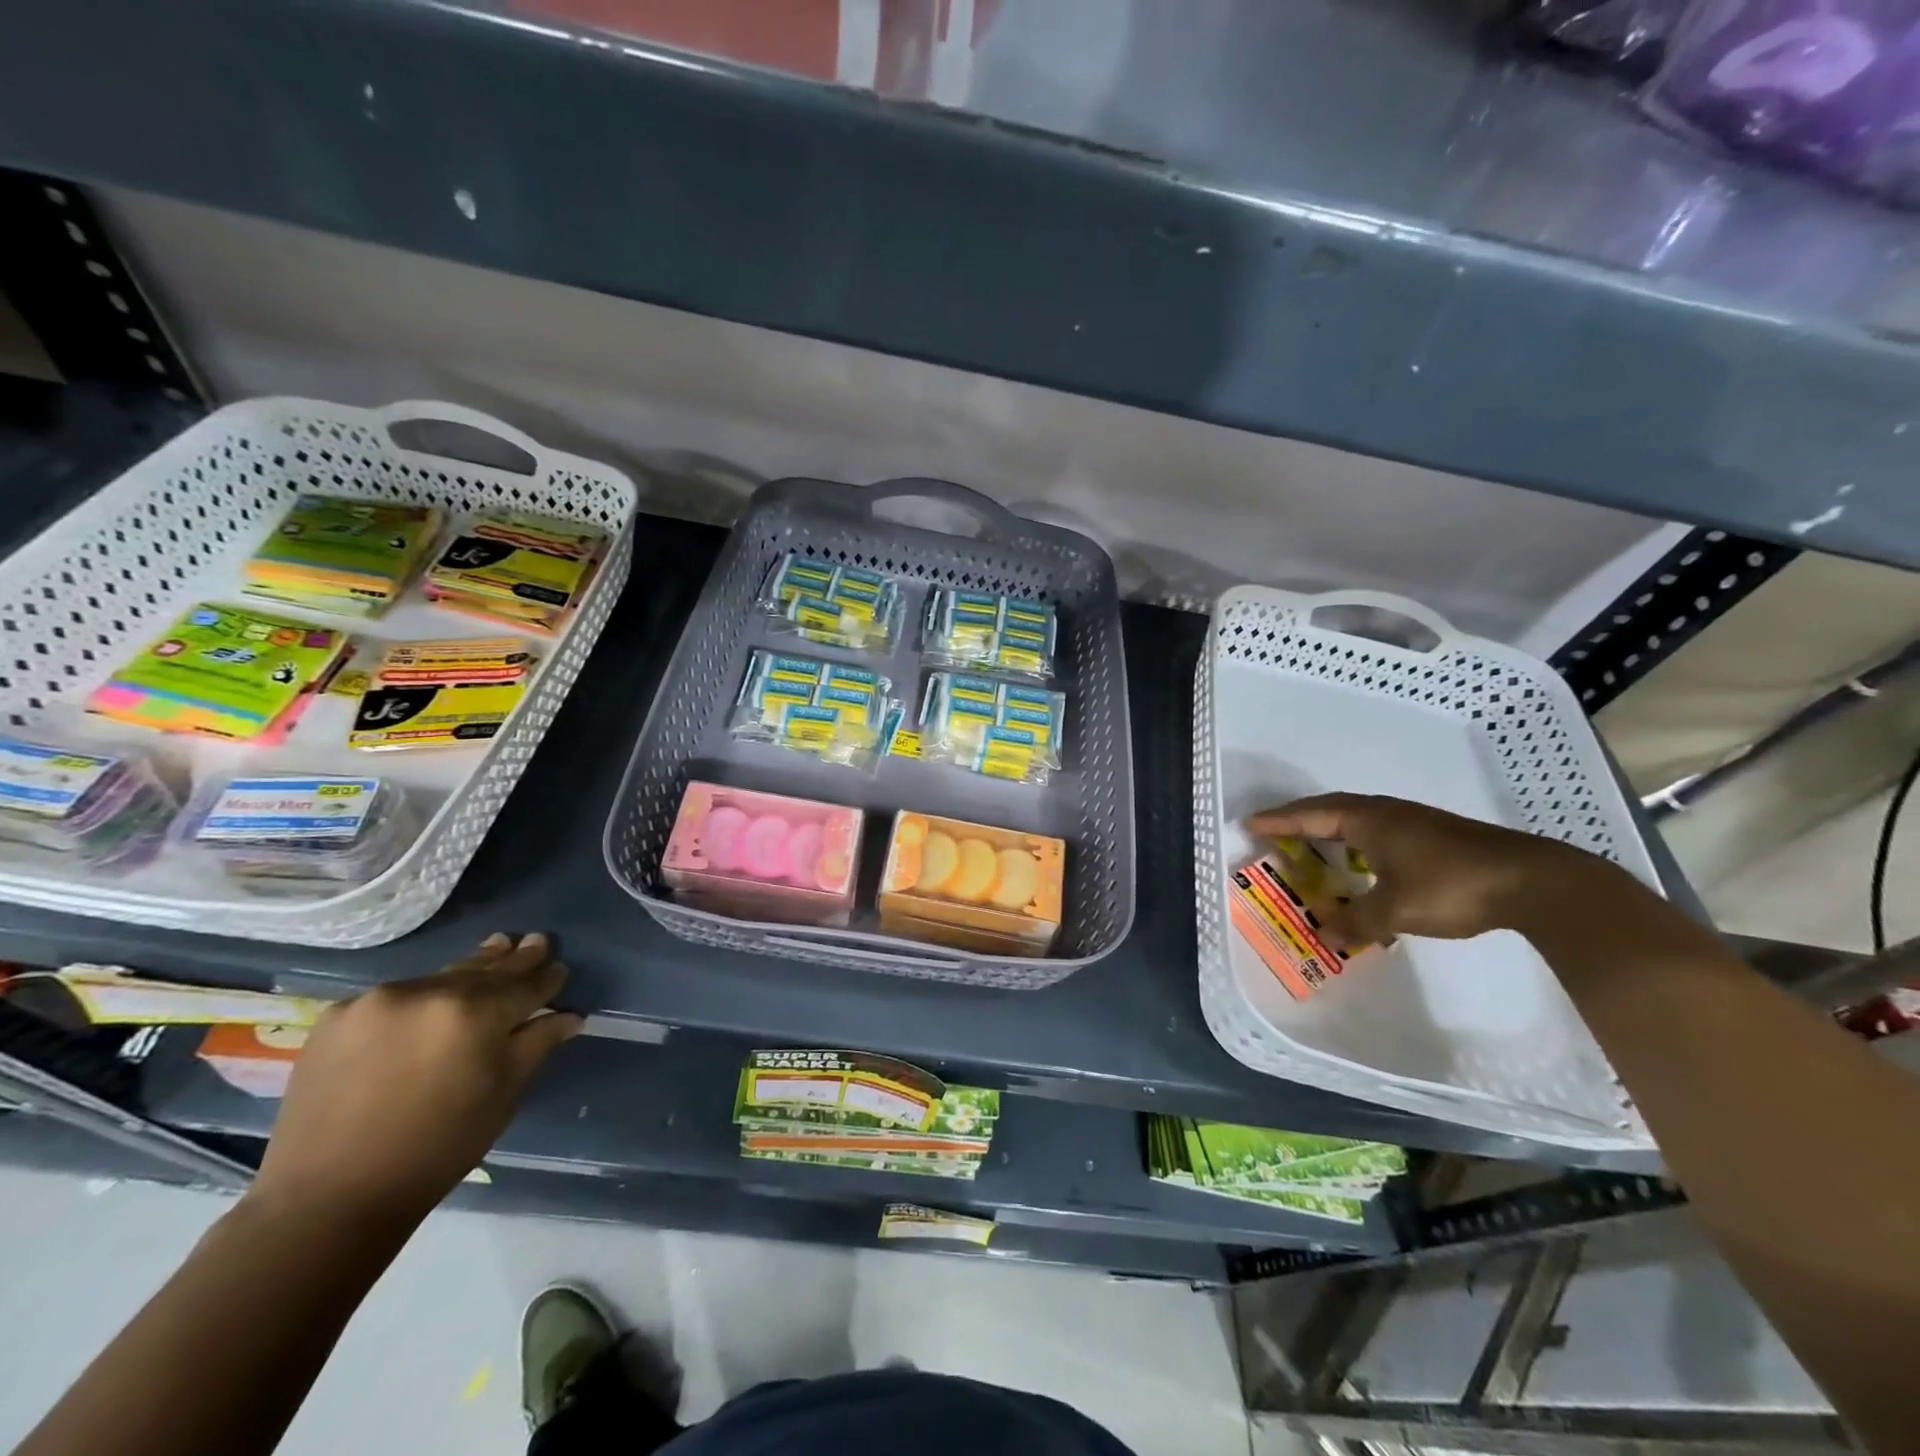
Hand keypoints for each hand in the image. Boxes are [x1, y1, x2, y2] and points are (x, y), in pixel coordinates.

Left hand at [249, 933, 581, 1227]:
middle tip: (533, 941)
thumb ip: (537, 1044)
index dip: (547, 978)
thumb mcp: (503, 1095)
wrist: (328, 1198)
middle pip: (483, 971)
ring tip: (494, 949)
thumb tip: (570, 1015)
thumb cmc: (437, 1149)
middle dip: (513, 960)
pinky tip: (431, 1003)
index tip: (560, 968)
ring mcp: (379, 1000)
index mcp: (477, 1013)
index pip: (526, 985)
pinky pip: (394, 997)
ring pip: (439, 979)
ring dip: (468, 972)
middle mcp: (429, 992)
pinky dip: (419, 998)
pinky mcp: (338, 1015)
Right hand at [1246, 794, 1610, 946]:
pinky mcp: (1435, 835)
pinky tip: (1364, 860)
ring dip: (1330, 828)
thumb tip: (1326, 936)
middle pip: (1331, 808)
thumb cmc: (1451, 887)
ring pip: (1357, 817)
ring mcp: (1414, 821)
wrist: (1534, 881)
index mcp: (1369, 820)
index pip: (1310, 816)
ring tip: (1312, 843)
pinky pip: (1378, 829)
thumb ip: (1356, 922)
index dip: (1278, 821)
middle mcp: (1387, 812)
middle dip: (1299, 819)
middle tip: (1273, 831)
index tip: (1249, 823)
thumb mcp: (1395, 911)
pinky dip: (1356, 839)